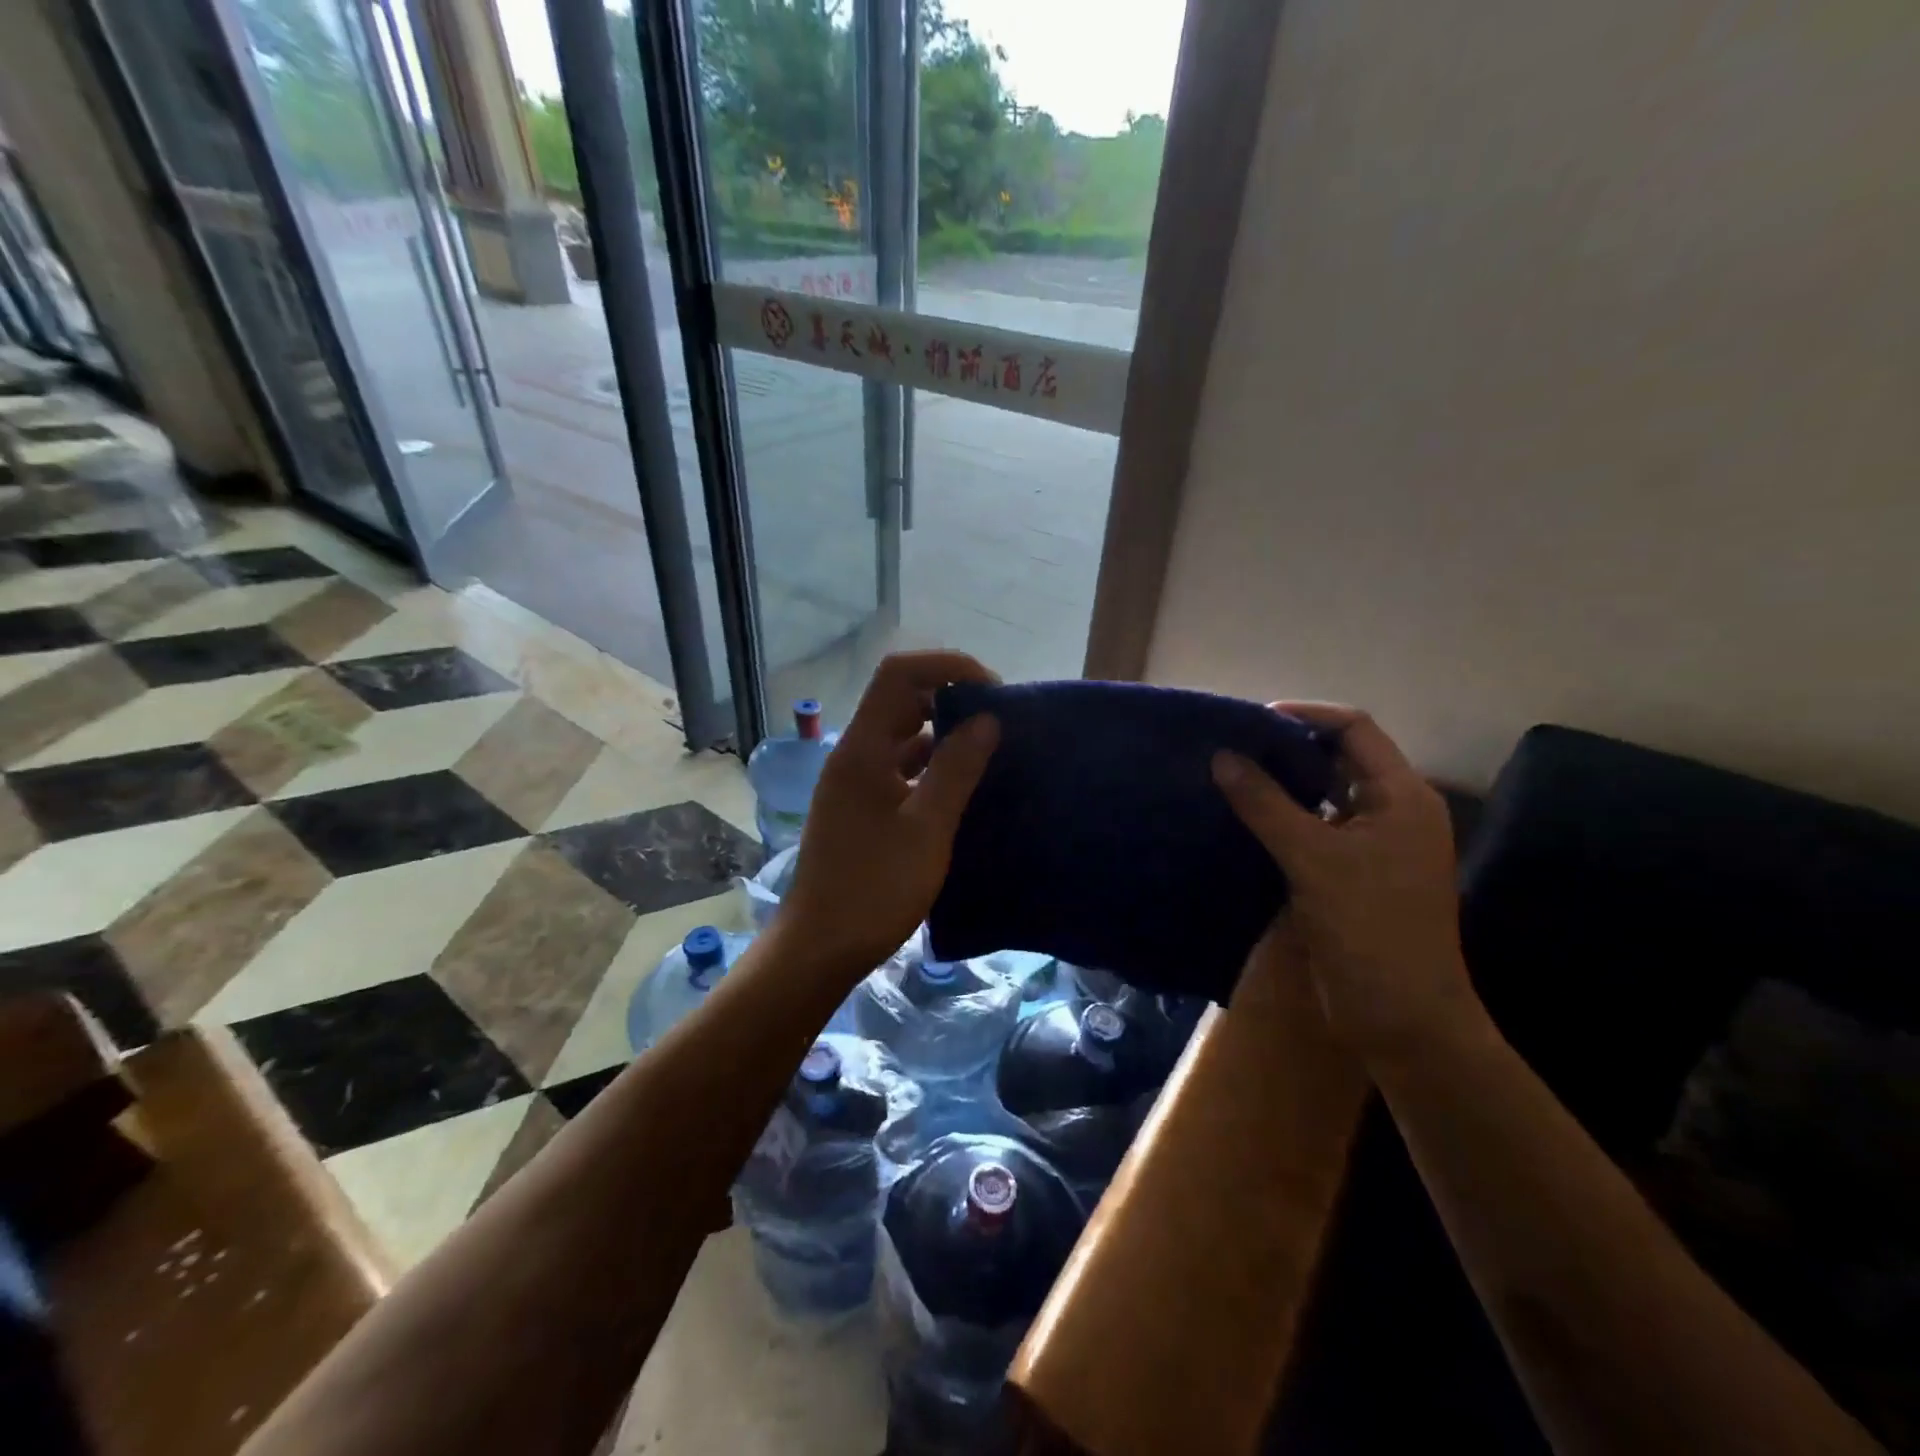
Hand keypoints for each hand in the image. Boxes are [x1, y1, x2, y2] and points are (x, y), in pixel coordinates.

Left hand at [777, 651, 1000, 980]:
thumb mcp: (927, 828)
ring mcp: (856, 783)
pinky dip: (933, 767)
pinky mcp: (863, 808)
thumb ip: (957, 769)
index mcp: (863, 748)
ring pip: (903, 737)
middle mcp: (855, 755)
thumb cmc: (874, 888)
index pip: (899, 674)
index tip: (992, 690)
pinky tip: (965, 787)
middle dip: (951, 698)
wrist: (820, 947)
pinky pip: (902, 769)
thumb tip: (987, 719)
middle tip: (999, 721)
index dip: (946, 667)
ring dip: (944, 734)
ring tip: (991, 750)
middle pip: (901, 701)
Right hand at [1212, 704, 1482, 1067]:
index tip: (1250, 720)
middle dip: (1287, 749)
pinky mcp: (1352, 874)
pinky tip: (1243, 820)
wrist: (1402, 1018)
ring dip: (1282, 785)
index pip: (1354, 730)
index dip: (1305, 716)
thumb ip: (1265, 804)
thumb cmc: (1368, 928)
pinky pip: (1315, 829)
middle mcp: (1392, 811)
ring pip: (1325, 796)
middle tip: (1231, 746)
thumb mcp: (1313, 859)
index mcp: (1401, 796)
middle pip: (1339, 759)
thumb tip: (1222, 756)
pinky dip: (1283, 818)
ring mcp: (1374, 845)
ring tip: (1229, 776)